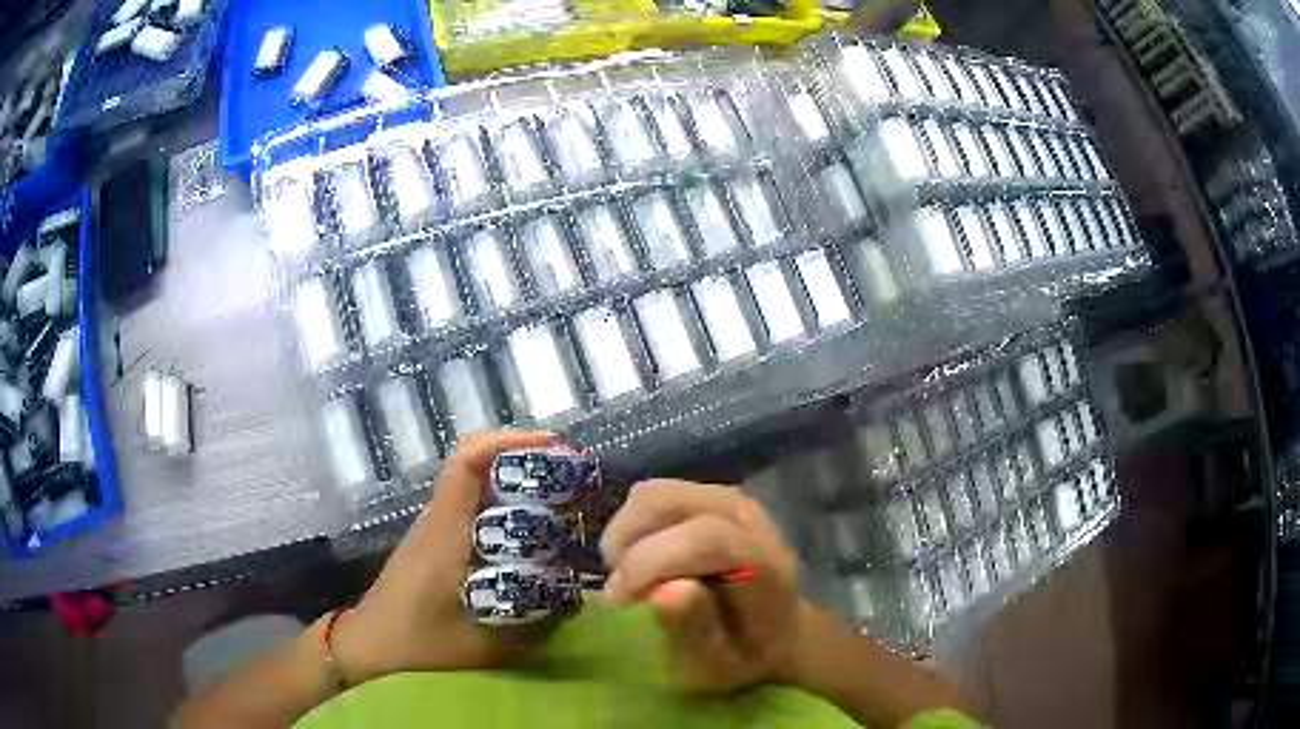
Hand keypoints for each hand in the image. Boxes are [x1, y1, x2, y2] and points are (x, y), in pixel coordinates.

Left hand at [332, 430, 559, 682]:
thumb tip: (579, 604)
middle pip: (473, 462)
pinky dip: (501, 499)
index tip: (549, 446)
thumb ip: (530, 630)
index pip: (466, 465)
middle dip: (520, 455)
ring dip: (512, 475)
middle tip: (568, 471)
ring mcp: (435, 525)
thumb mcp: (481, 645)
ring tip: (558, 493)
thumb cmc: (419, 640)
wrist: (371, 639)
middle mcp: (439, 518)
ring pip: (472, 480)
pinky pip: (470, 502)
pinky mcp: (436, 537)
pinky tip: (528, 527)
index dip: (505, 443)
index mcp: (445, 532)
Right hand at [601, 479, 802, 692]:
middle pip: (669, 503)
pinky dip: (634, 528)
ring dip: (626, 536)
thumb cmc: (745, 656)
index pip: (705, 539)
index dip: (650, 563)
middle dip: (628, 547)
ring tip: (628, 579)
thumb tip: (663, 592)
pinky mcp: (708, 496)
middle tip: (618, 593)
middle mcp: (748, 520)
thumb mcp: (719, 666)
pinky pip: (654, 497)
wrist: (779, 633)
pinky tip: (640, 562)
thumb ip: (695, 633)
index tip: (618, 603)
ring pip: (654, 495)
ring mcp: (728, 500)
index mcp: (765, 564)